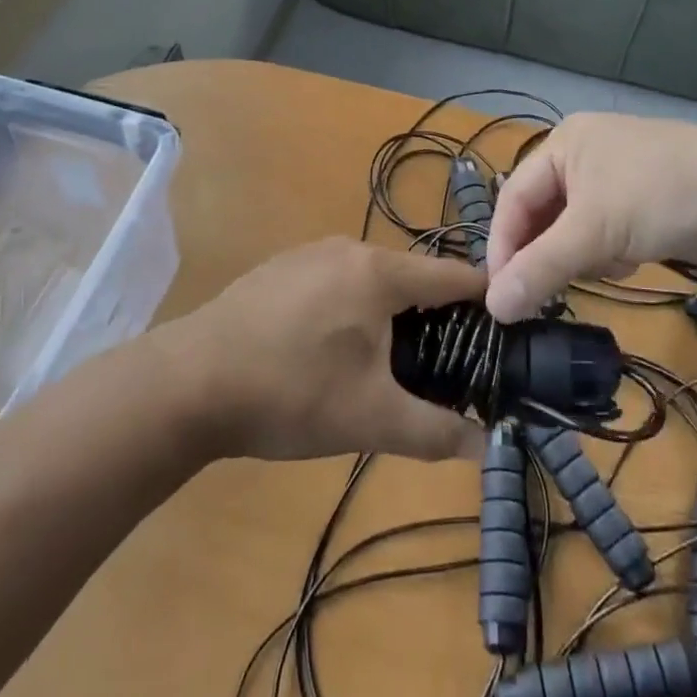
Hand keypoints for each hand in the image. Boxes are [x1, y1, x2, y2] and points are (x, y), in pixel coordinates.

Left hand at [166, 237, 487, 462]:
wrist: (188, 383)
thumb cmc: (290, 393)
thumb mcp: (370, 420)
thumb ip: (436, 432)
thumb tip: (489, 447)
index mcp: (378, 272)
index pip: (453, 275)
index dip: (485, 301)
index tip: (509, 328)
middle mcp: (347, 249)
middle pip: (411, 277)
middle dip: (435, 316)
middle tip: (449, 363)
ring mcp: (308, 254)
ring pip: (371, 280)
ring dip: (390, 314)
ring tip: (393, 363)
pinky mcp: (279, 269)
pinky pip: (336, 282)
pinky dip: (352, 308)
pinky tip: (332, 350)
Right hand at [485, 113, 696, 321]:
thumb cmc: (660, 196)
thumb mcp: (594, 232)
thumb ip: (540, 268)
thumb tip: (493, 307)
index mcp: (565, 142)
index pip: (514, 196)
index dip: (504, 245)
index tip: (500, 294)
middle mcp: (586, 151)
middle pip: (544, 212)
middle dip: (550, 251)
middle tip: (547, 290)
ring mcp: (619, 174)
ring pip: (576, 226)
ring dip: (584, 253)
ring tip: (607, 266)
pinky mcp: (647, 198)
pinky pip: (607, 230)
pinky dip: (611, 250)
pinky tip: (630, 261)